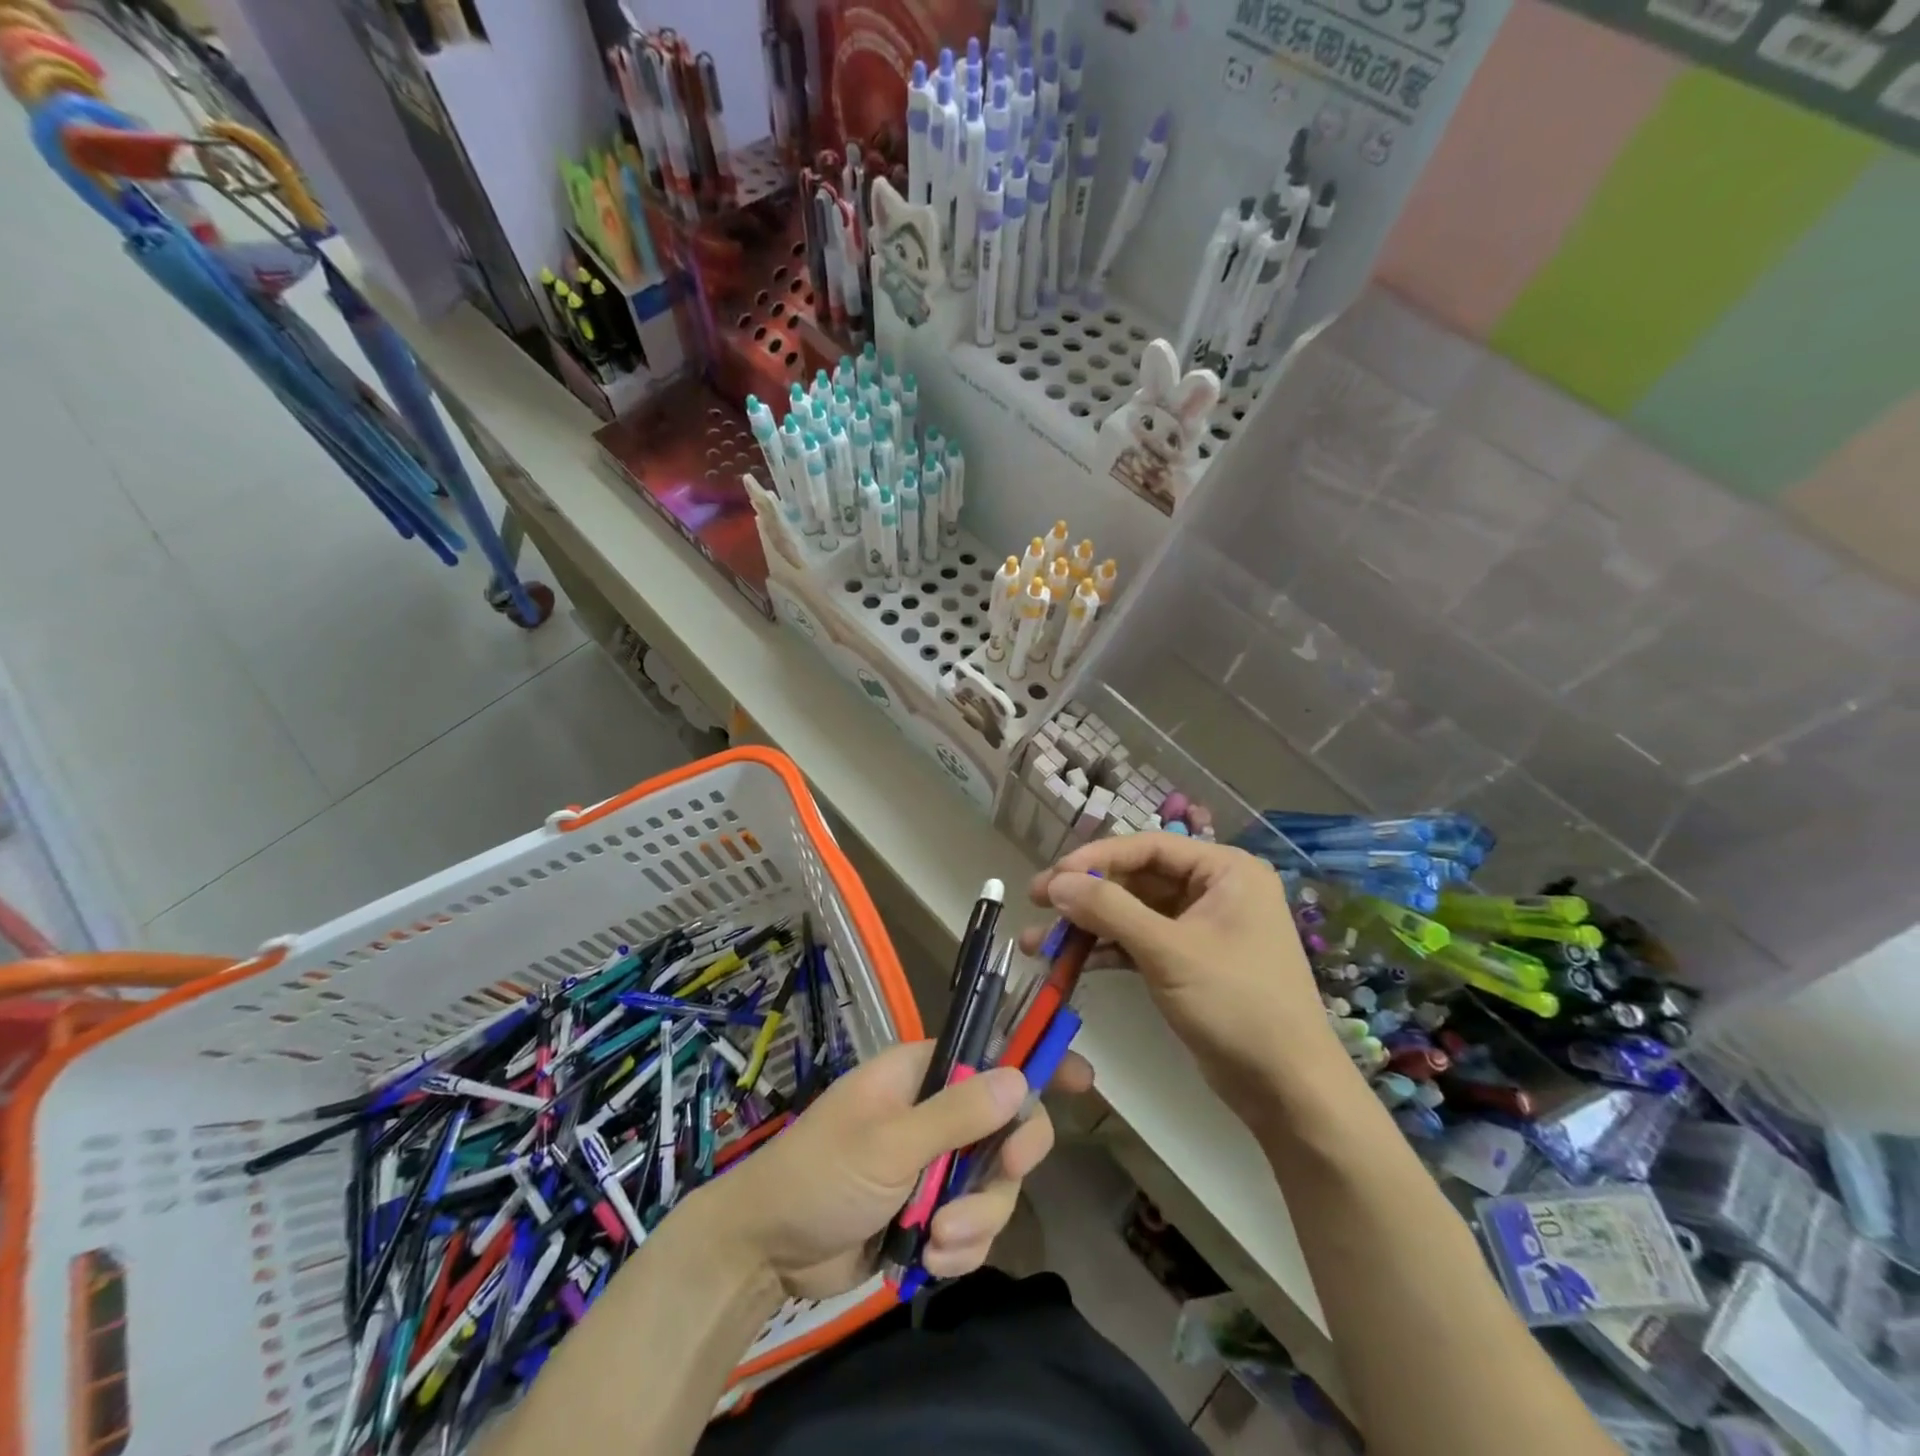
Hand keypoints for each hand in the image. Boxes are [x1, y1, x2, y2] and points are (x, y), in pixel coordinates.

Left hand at [687, 1040, 1091, 1298]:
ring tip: (938, 1241)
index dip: (1035, 1061)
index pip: (991, 1053)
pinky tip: (930, 1262)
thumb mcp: (888, 1141)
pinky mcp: (930, 1214)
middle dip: (1006, 1160)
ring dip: (976, 1219)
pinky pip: (974, 1227)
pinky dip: (961, 1249)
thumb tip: (1019, 1078)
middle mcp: (936, 1112)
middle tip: (1005, 1172)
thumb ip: (956, 1113)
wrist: (767, 1251)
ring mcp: (935, 1165)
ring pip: (993, 1185)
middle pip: (1006, 1126)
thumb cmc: (821, 1172)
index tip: (1082, 1080)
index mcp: (922, 1074)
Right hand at [1023, 834, 1348, 1122]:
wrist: (1288, 1089)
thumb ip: (1109, 910)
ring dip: (1088, 926)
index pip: (1149, 846)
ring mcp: (1201, 927)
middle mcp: (1214, 890)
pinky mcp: (1189, 961)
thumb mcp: (1169, 951)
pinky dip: (1107, 950)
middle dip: (1086, 895)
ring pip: (1133, 913)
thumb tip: (1056, 882)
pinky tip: (1070, 962)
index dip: (1096, 858)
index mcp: (1225, 870)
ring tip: (1041, 942)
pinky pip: (1140, 942)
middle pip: (1137, 878)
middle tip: (1037, 903)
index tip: (1053, 876)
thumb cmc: (1237, 1004)